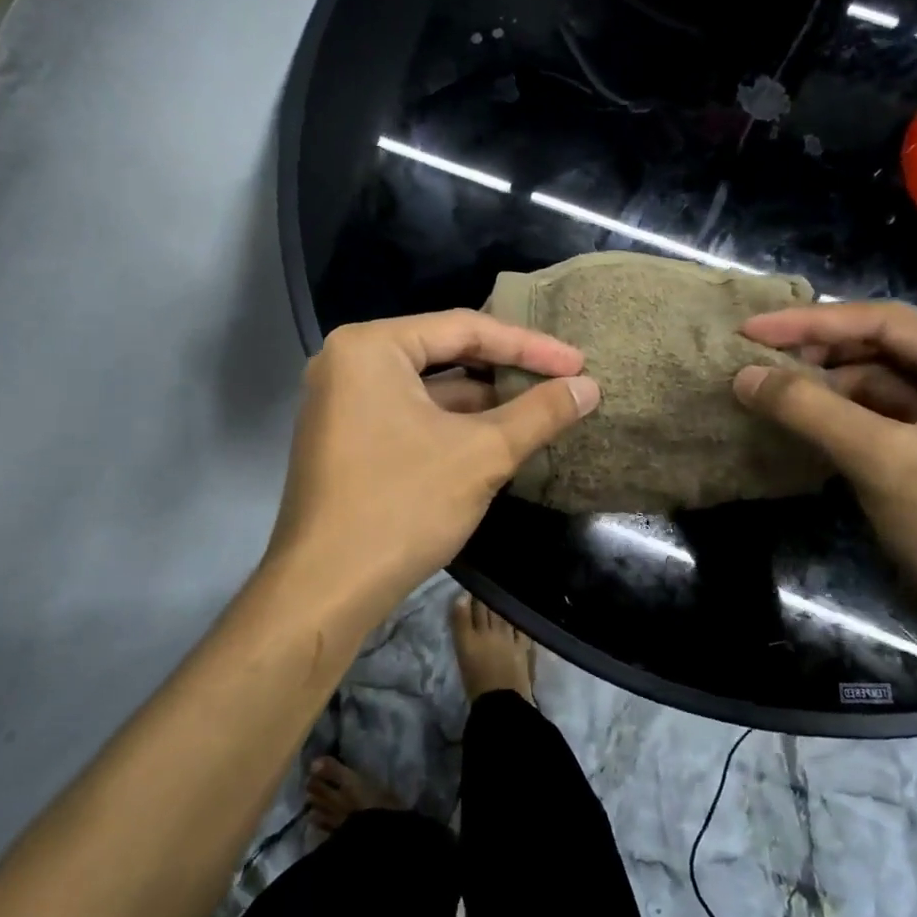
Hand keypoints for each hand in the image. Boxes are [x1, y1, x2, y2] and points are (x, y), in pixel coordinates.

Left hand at [267, 309, 599, 617]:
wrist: (326, 588)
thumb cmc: (402, 506)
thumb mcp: (482, 454)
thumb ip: (539, 413)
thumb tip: (589, 388)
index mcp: (370, 346)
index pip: (463, 328)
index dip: (529, 345)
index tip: (578, 363)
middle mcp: (347, 362)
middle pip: (443, 353)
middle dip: (505, 371)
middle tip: (562, 381)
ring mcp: (340, 402)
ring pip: (426, 388)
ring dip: (482, 401)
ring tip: (540, 409)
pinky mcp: (344, 437)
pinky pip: (407, 414)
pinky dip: (450, 423)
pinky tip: (495, 436)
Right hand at [733, 301, 916, 662]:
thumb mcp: (885, 463)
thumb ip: (810, 409)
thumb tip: (743, 375)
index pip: (888, 322)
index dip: (810, 323)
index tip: (748, 329)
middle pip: (886, 351)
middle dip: (818, 356)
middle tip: (752, 362)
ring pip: (883, 389)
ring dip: (826, 391)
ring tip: (766, 394)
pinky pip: (888, 424)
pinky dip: (844, 423)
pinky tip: (801, 426)